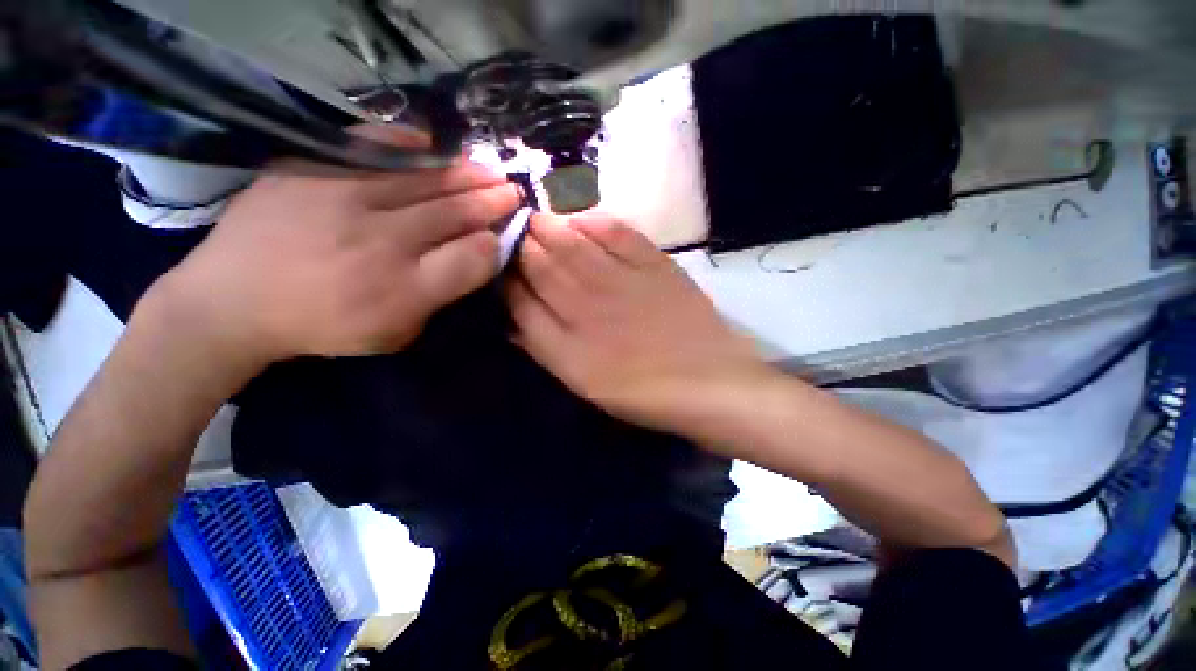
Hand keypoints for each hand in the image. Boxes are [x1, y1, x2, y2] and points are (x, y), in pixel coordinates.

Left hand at [142, 129, 519, 378]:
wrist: (231, 301)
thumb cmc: (323, 326)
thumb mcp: (395, 333)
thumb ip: (438, 298)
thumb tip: (470, 258)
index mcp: (403, 291)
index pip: (472, 257)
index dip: (495, 242)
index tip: (503, 234)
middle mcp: (381, 242)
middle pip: (455, 212)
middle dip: (492, 200)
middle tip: (512, 191)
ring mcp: (343, 199)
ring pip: (424, 178)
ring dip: (465, 173)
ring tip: (487, 169)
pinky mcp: (310, 170)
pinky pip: (372, 148)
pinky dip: (410, 144)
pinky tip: (434, 145)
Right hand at [506, 213, 764, 430]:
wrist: (710, 383)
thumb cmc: (645, 393)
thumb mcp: (585, 386)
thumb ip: (548, 351)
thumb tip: (514, 321)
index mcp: (568, 345)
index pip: (521, 300)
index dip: (506, 278)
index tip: (499, 263)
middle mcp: (588, 307)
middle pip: (543, 264)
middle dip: (522, 243)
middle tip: (513, 229)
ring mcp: (622, 282)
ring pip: (573, 243)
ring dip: (550, 227)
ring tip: (537, 219)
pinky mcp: (655, 266)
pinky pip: (618, 234)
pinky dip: (596, 221)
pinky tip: (581, 217)